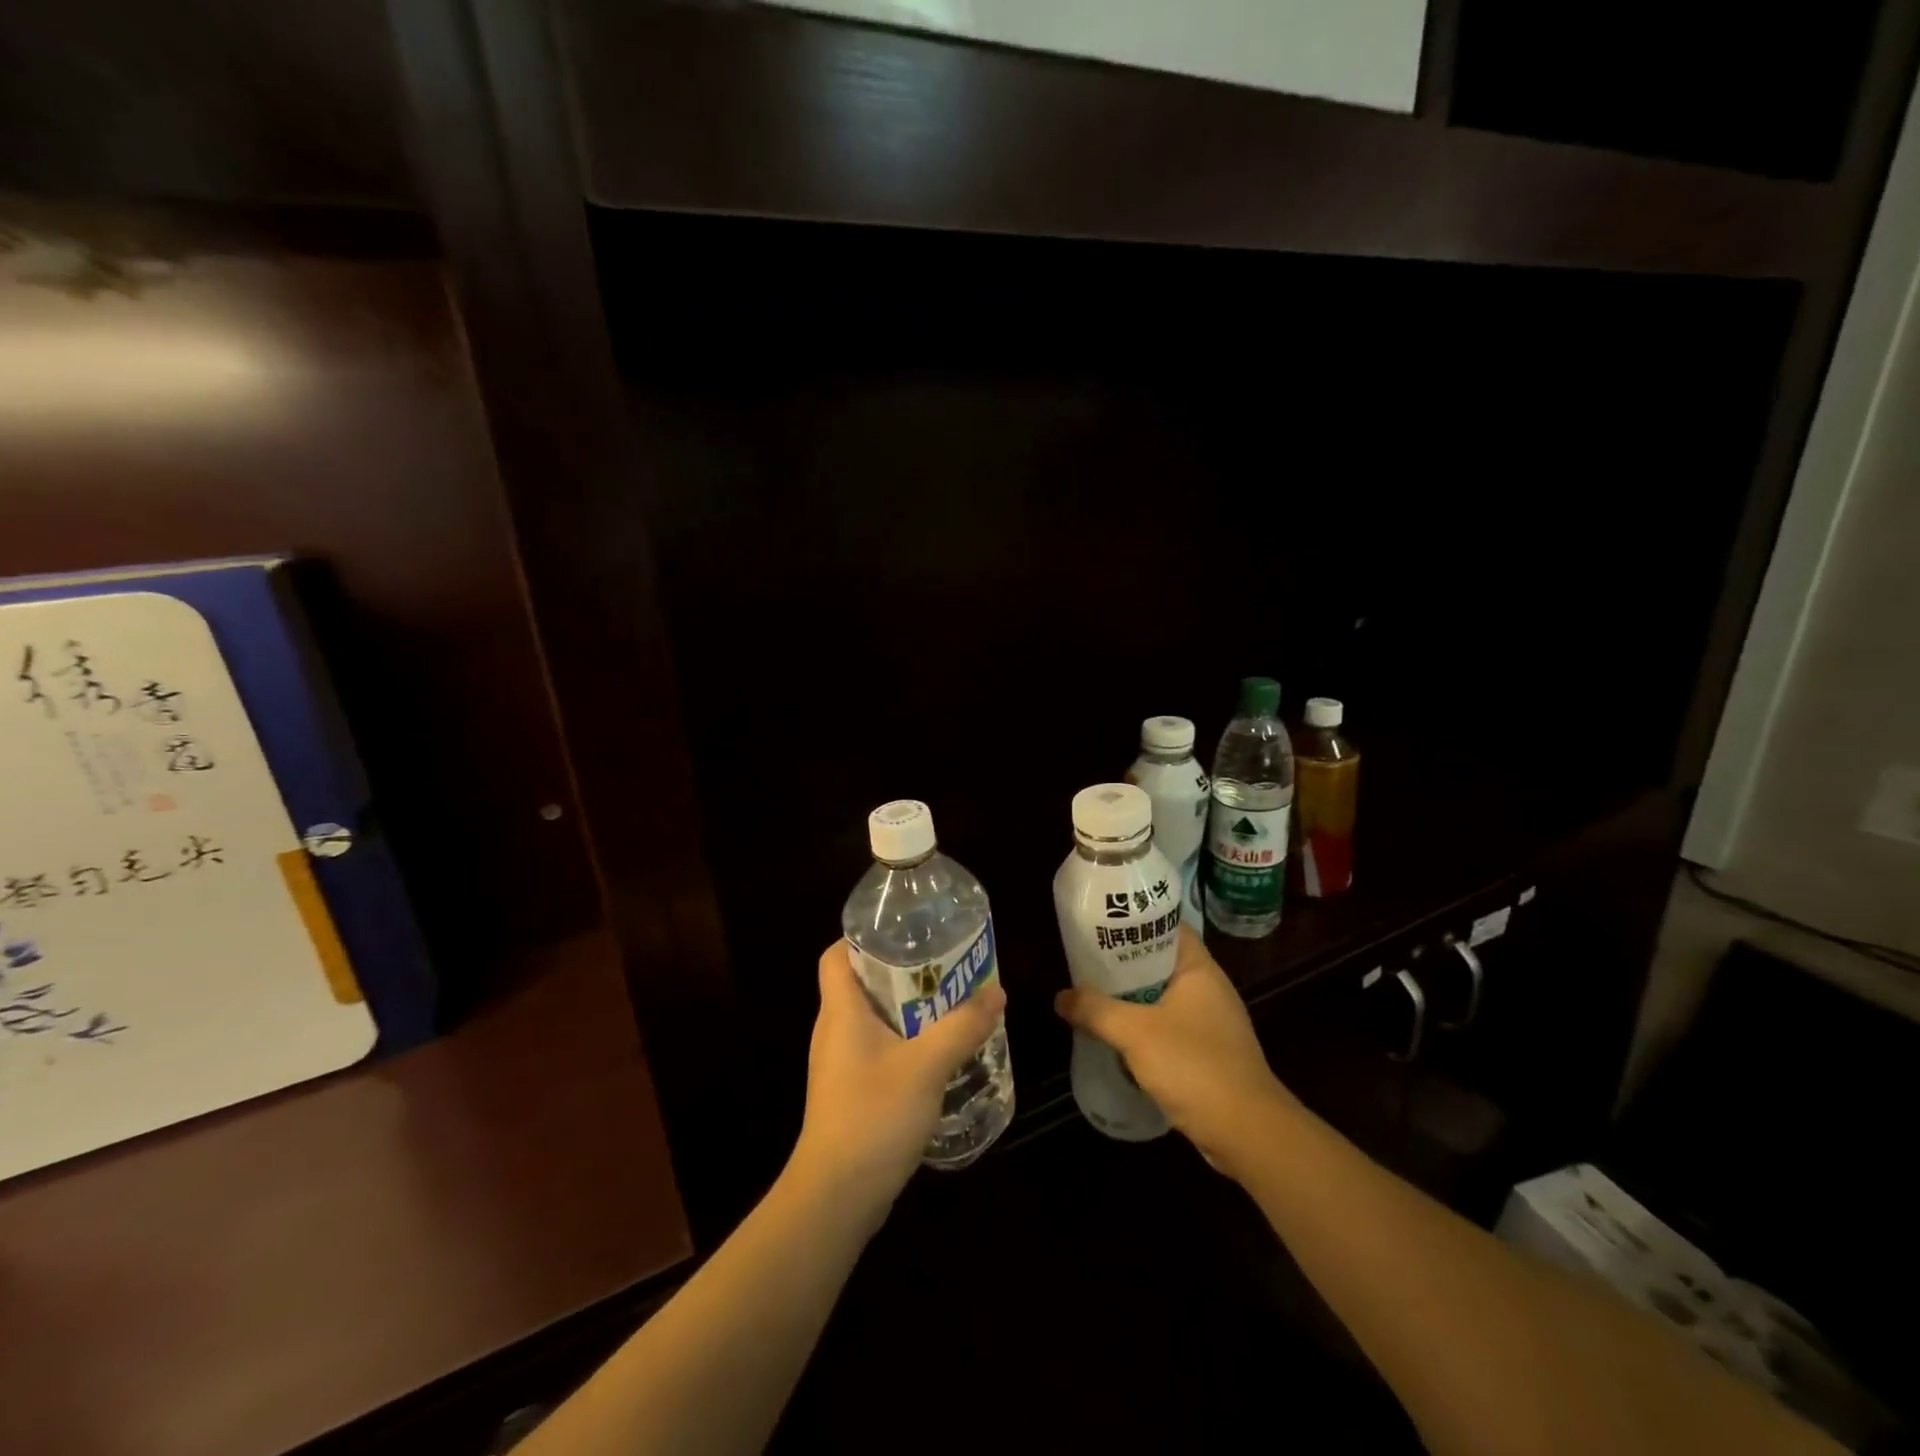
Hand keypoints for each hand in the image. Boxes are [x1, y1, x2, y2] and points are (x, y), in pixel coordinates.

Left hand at [790, 940, 1005, 1218]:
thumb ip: (962, 1027)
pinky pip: (879, 1049)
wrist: (836, 1196)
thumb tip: (995, 991)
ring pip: (874, 1019)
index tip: (903, 932)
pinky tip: (938, 1052)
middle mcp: (835, 1030)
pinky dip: (906, 1041)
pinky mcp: (851, 1092)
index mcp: (841, 1011)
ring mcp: (841, 1064)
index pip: (836, 955)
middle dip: (901, 971)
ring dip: (908, 1009)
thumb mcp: (927, 1065)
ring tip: (949, 1003)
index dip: (862, 936)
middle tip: (943, 965)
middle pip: (861, 983)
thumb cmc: (873, 1116)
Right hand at [1054, 925, 1294, 1171]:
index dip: (1136, 921)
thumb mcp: (1135, 1032)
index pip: (1167, 927)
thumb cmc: (1194, 1066)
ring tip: (1093, 997)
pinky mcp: (1208, 1054)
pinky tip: (1117, 1039)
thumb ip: (1095, 1010)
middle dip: (1123, 965)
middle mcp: (1208, 989)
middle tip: (1085, 962)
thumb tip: (1060, 997)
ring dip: (1131, 1000)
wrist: (1247, 1133)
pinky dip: (1143, 1029)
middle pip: (1159, 963)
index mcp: (1199, 969)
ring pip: (1161, 998)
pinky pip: (1168, 1028)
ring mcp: (1210, 1023)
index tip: (1101, 924)